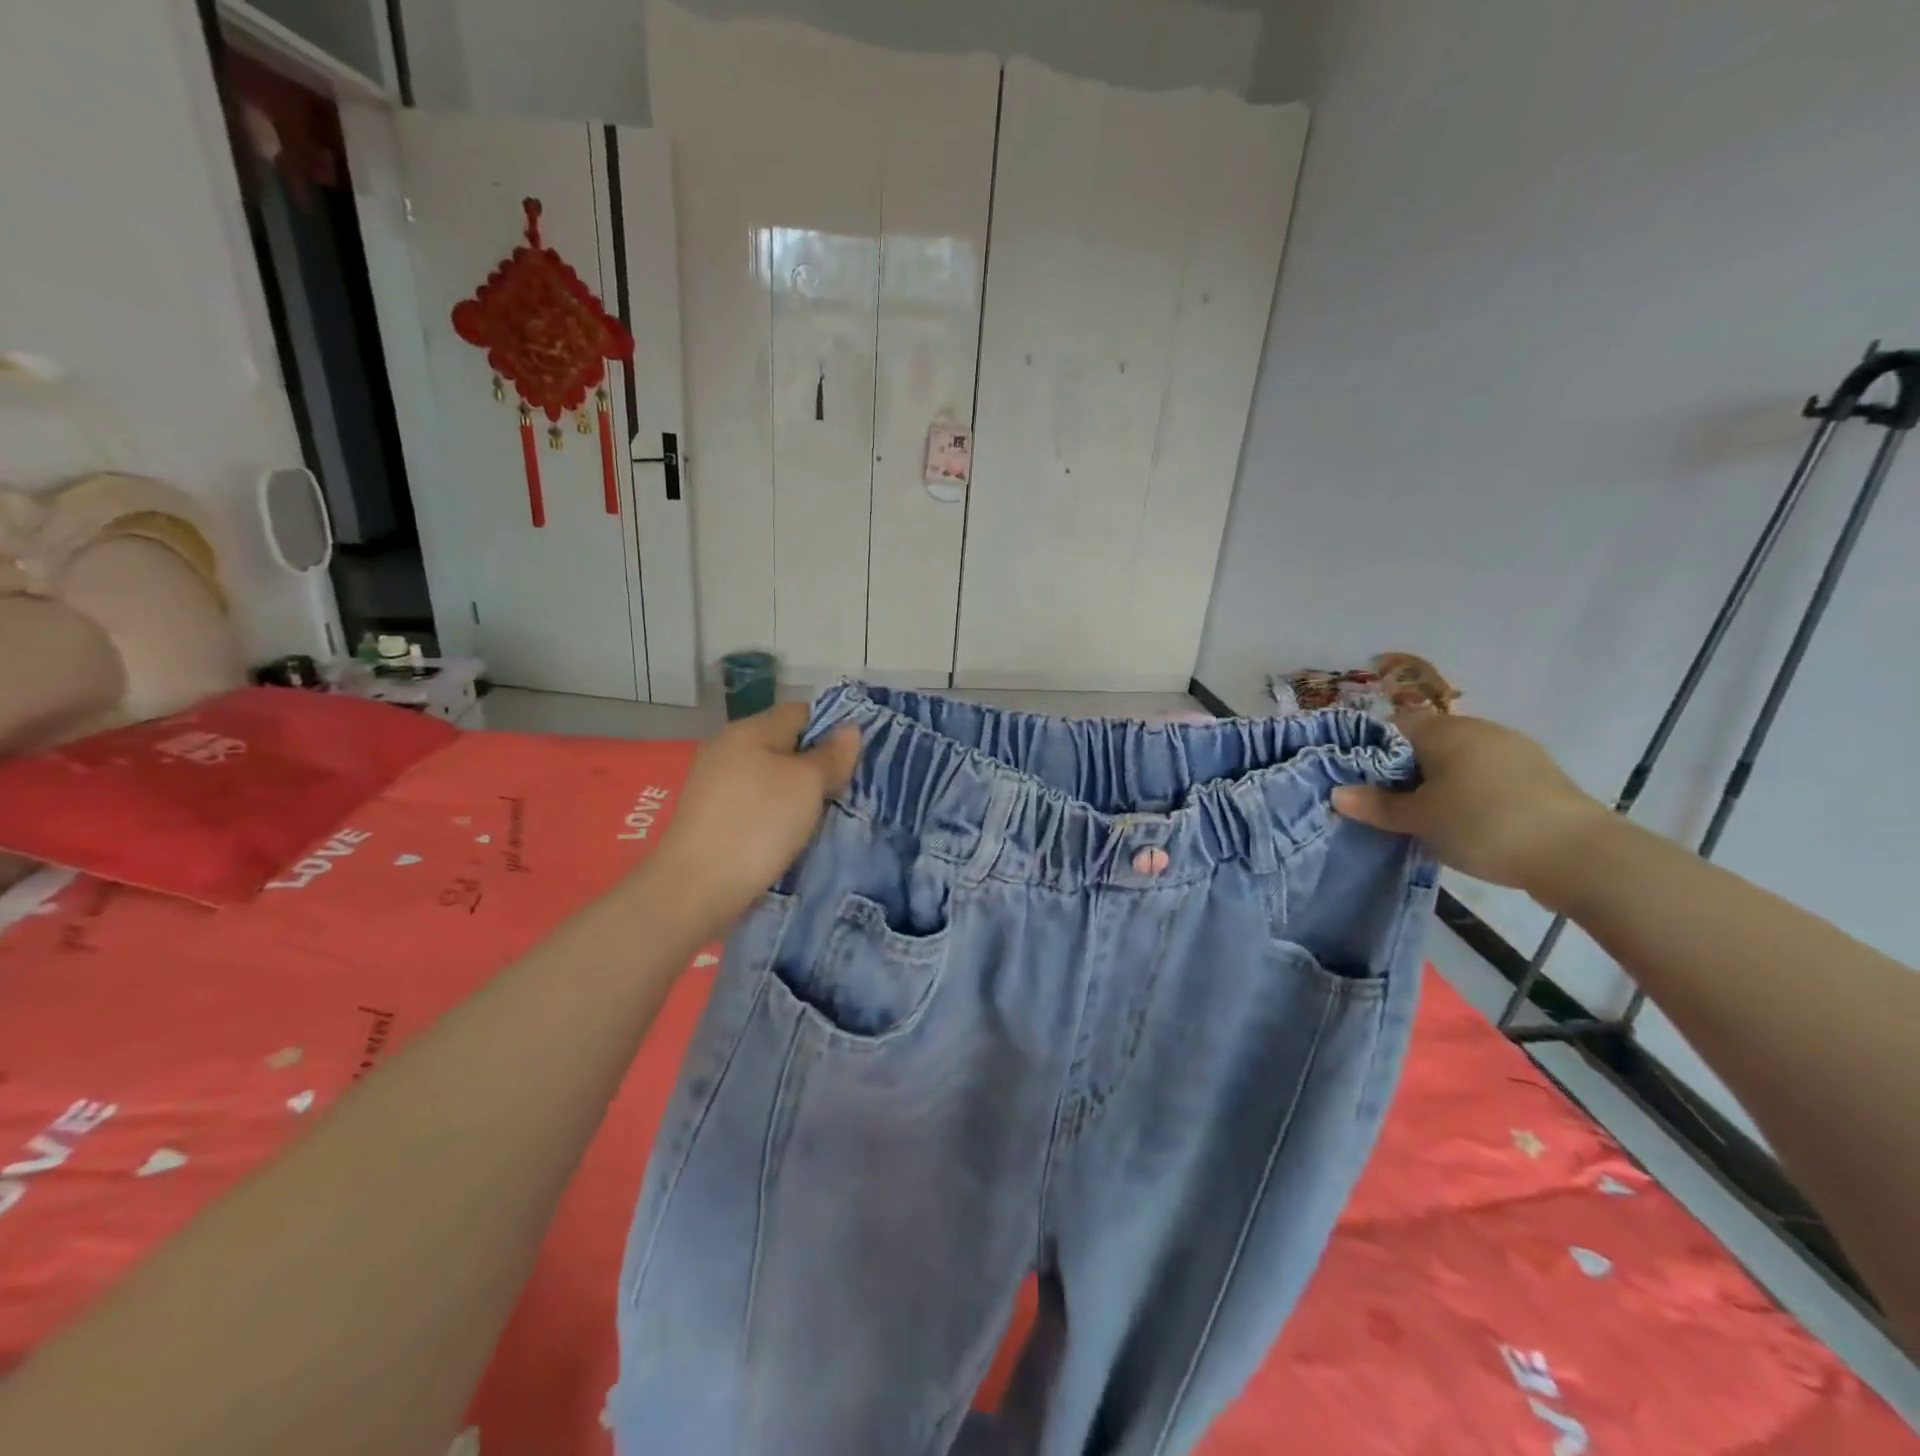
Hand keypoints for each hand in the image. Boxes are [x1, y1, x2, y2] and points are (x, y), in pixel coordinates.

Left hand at [648, 702, 859, 937]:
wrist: (696, 889)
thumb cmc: (758, 824)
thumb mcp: (807, 784)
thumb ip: (830, 755)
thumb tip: (849, 730)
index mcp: (748, 730)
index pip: (801, 712)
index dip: (832, 729)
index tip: (856, 759)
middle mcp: (726, 749)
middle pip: (784, 745)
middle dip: (816, 765)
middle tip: (846, 791)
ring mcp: (714, 785)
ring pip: (770, 778)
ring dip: (797, 794)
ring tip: (824, 816)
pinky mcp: (710, 818)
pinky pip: (755, 805)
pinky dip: (776, 815)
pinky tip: (791, 835)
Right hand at [1331, 711, 1611, 898]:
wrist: (1580, 856)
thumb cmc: (1483, 825)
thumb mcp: (1418, 819)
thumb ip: (1376, 805)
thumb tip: (1337, 793)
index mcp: (1445, 731)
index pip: (1393, 726)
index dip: (1371, 750)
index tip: (1360, 782)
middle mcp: (1479, 729)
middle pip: (1426, 742)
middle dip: (1404, 770)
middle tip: (1387, 805)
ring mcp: (1515, 750)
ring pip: (1459, 760)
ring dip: (1438, 782)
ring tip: (1425, 817)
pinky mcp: (1539, 776)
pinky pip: (1487, 776)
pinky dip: (1469, 792)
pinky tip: (1467, 822)